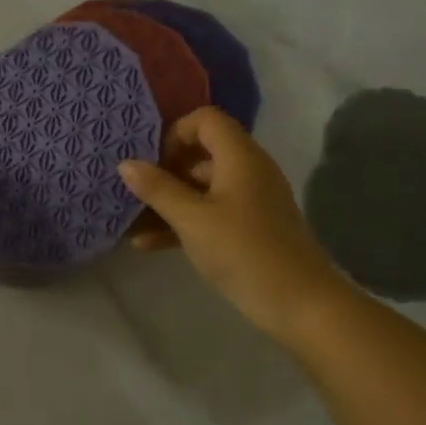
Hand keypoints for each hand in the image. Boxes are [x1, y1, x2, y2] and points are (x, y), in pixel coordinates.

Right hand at [119, 108, 350, 344]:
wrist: (300, 304)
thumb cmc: (243, 252)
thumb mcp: (193, 220)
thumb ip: (158, 189)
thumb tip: (125, 164)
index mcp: (240, 157)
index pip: (206, 120)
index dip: (175, 133)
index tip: (151, 162)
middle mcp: (248, 171)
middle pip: (202, 154)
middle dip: (165, 172)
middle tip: (135, 194)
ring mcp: (250, 202)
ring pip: (202, 189)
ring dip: (168, 203)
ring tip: (131, 223)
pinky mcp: (249, 229)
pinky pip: (210, 214)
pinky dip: (183, 223)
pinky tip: (148, 245)